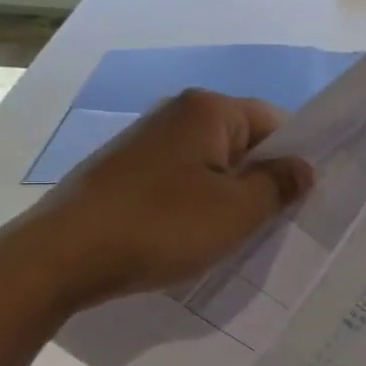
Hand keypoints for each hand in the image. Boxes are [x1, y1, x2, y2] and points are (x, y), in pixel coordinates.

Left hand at [14, 89, 312, 310]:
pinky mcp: (122, 169)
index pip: (274, 122)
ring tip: (230, 234)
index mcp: (208, 110)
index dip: (293, 159)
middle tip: (271, 222)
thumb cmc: (163, 225)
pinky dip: (193, 203)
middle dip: (259, 179)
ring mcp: (144, 140)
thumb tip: (304, 167)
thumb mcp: (238, 211)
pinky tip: (188, 236)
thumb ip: (280, 185)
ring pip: (209, 164)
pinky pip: (178, 179)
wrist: (62, 256)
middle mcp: (175, 113)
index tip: (299, 200)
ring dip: (226, 195)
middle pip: (241, 142)